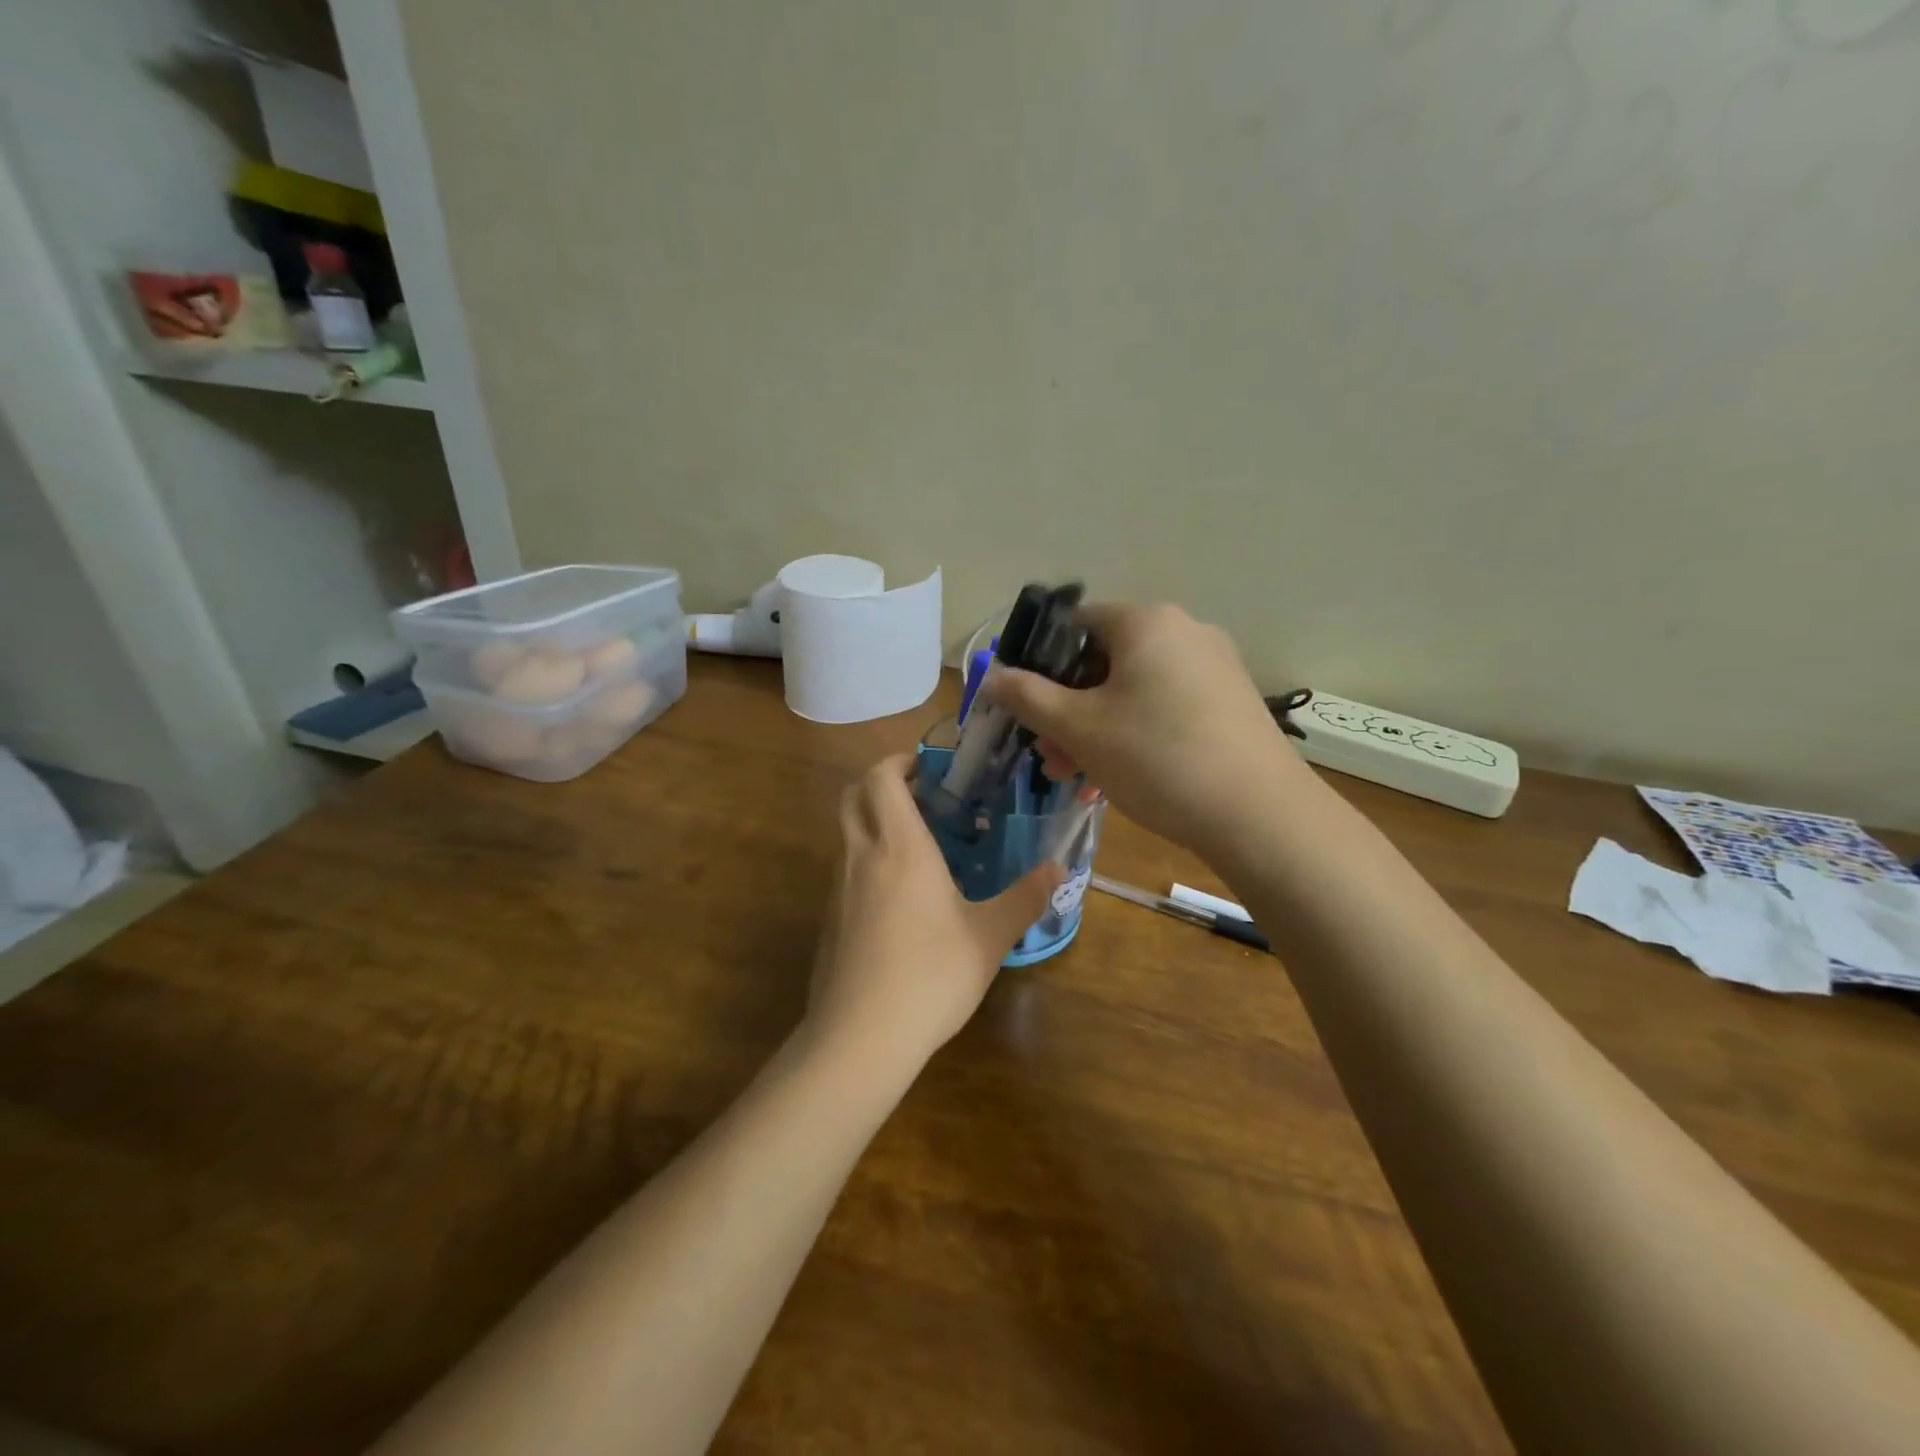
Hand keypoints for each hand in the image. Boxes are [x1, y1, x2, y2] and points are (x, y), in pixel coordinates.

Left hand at [805, 755, 1061, 1075]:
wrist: (860, 1037)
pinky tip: (901, 896)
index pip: (881, 778)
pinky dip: (867, 858)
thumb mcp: (990, 936)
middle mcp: (861, 855)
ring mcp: (838, 888)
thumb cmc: (931, 975)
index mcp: (899, 846)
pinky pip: (845, 869)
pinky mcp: (830, 919)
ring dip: (873, 821)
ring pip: (846, 832)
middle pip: (852, 795)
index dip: (900, 761)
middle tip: (922, 797)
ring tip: (918, 844)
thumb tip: (1058, 868)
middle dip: (881, 783)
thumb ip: (1025, 897)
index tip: (929, 767)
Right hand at [981, 602, 1293, 855]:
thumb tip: (990, 672)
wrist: (1259, 815)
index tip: (1026, 708)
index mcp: (1146, 621)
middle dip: (1067, 708)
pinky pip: (1166, 704)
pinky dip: (1136, 731)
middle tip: (1050, 755)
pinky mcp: (1231, 701)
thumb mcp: (1079, 729)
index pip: (1074, 624)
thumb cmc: (1157, 758)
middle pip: (1103, 661)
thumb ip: (1027, 696)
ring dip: (1097, 726)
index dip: (1039, 663)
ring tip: (1080, 775)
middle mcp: (1184, 630)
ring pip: (1133, 688)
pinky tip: (1124, 774)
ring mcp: (1214, 666)